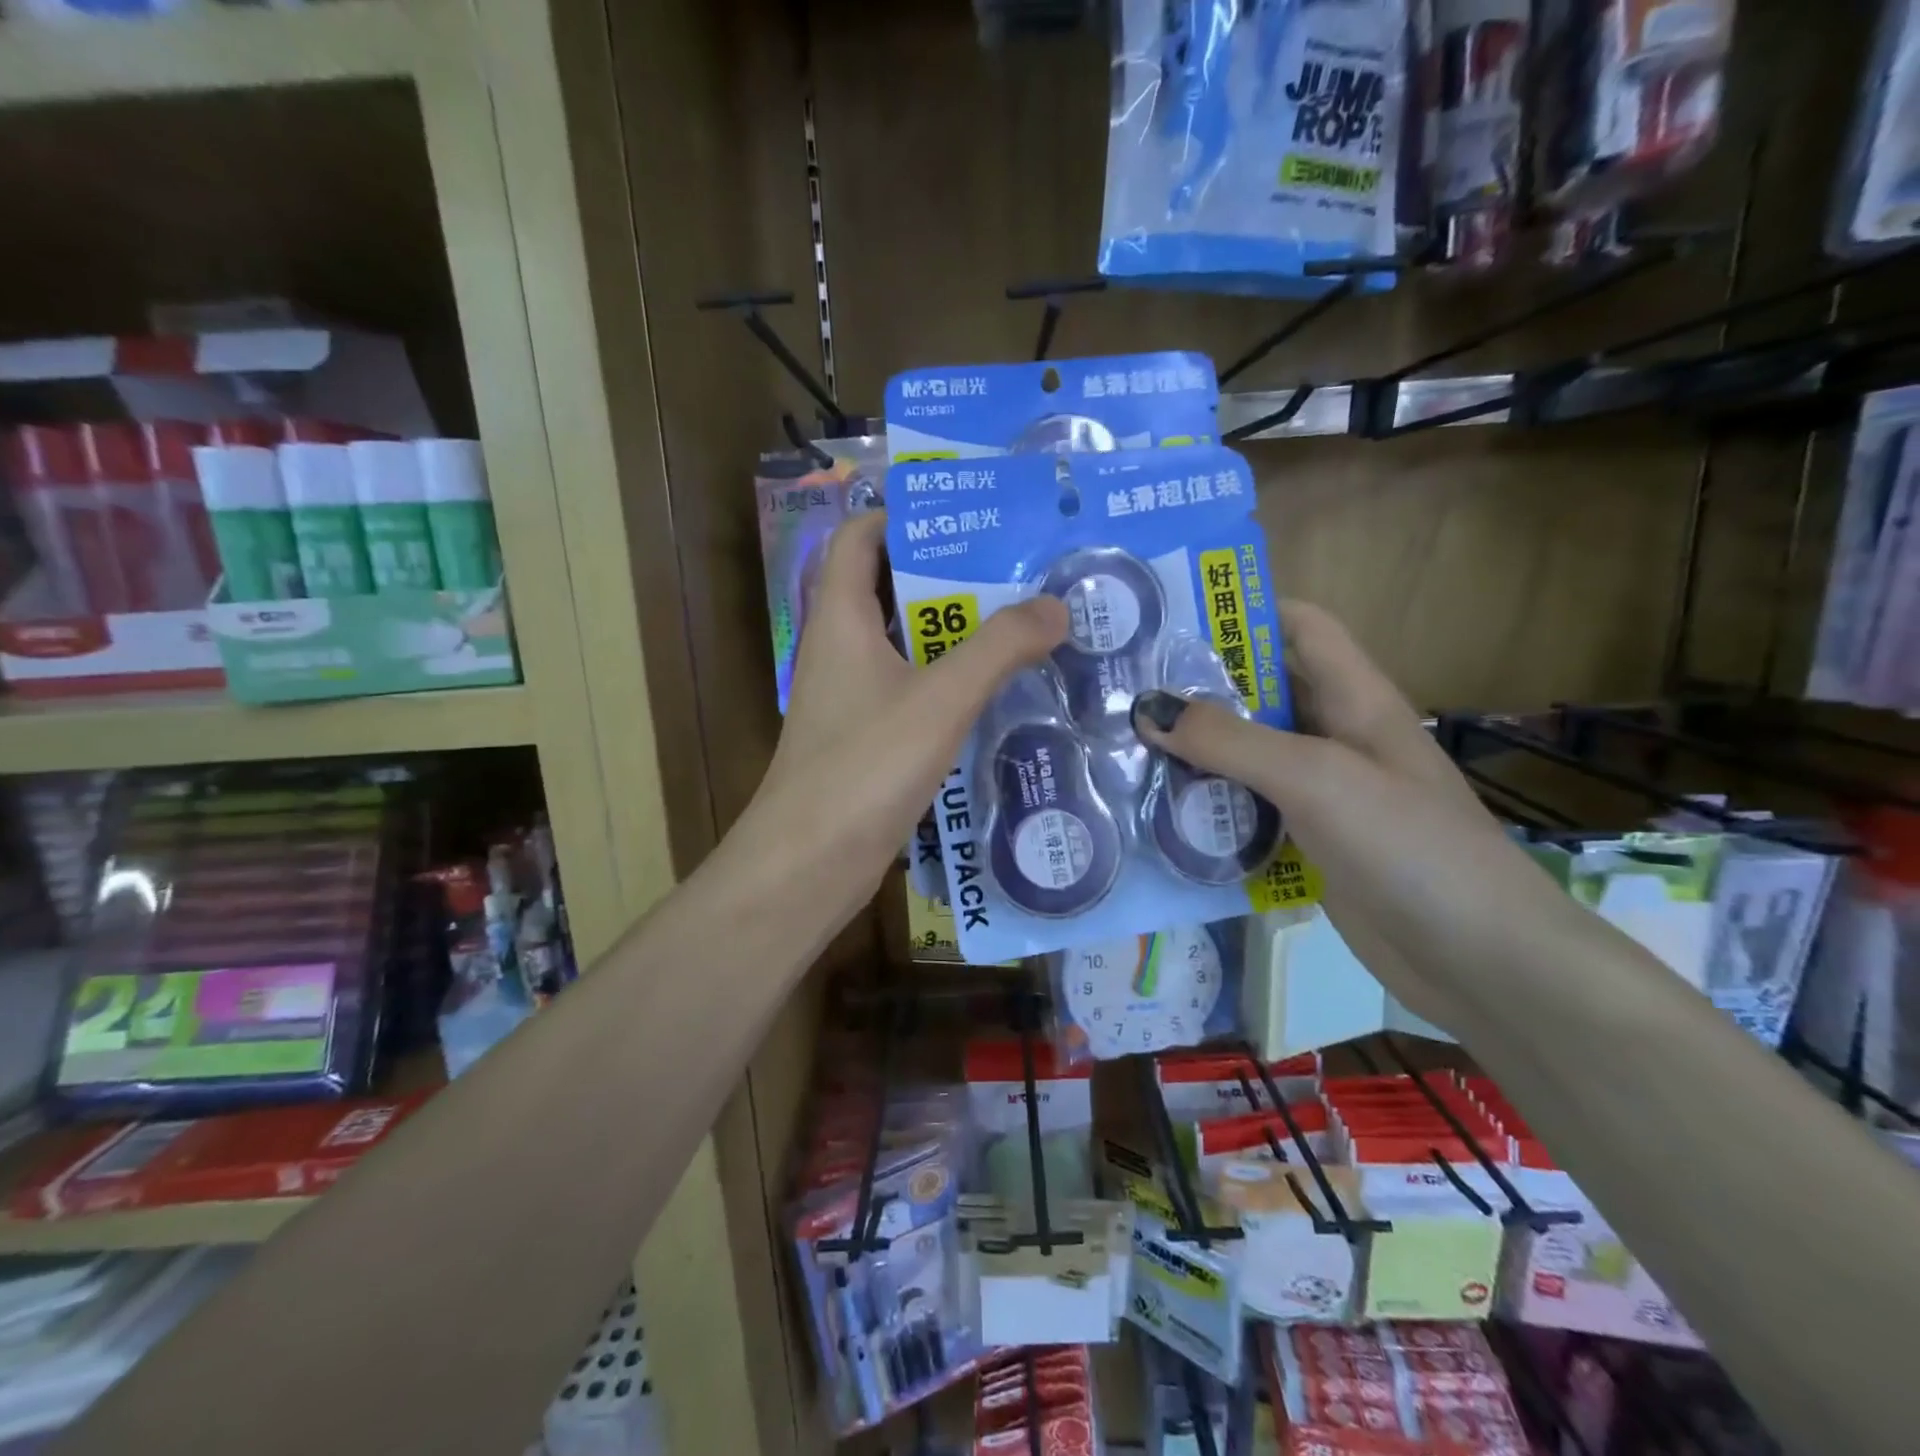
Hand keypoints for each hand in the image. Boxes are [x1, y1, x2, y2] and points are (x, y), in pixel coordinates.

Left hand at [748, 513, 1067, 915]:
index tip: (968, 516)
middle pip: (889, 587)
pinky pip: (910, 690)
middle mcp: (839, 648)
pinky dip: (948, 681)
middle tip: (1017, 569)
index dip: (903, 515)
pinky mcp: (865, 738)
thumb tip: (1056, 604)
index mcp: (840, 618)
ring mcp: (850, 696)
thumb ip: (999, 648)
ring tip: (1021, 623)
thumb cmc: (864, 768)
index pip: (859, 536)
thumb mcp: (939, 699)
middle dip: (948, 574)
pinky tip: (996, 693)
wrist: (808, 865)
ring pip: (905, 644)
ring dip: (955, 632)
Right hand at [1129, 602, 1576, 1033]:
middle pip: (1262, 693)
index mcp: (1355, 699)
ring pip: (1248, 757)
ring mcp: (1323, 796)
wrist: (1479, 961)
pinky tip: (1160, 815)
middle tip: (1125, 690)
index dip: (1246, 612)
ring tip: (1126, 748)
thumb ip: (1230, 740)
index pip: (1301, 627)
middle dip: (1199, 687)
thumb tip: (1148, 709)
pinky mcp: (1310, 845)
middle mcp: (1337, 738)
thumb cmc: (1408, 846)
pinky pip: (1249, 811)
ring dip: (1196, 753)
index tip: (1173, 619)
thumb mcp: (1316, 777)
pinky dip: (1209, 808)